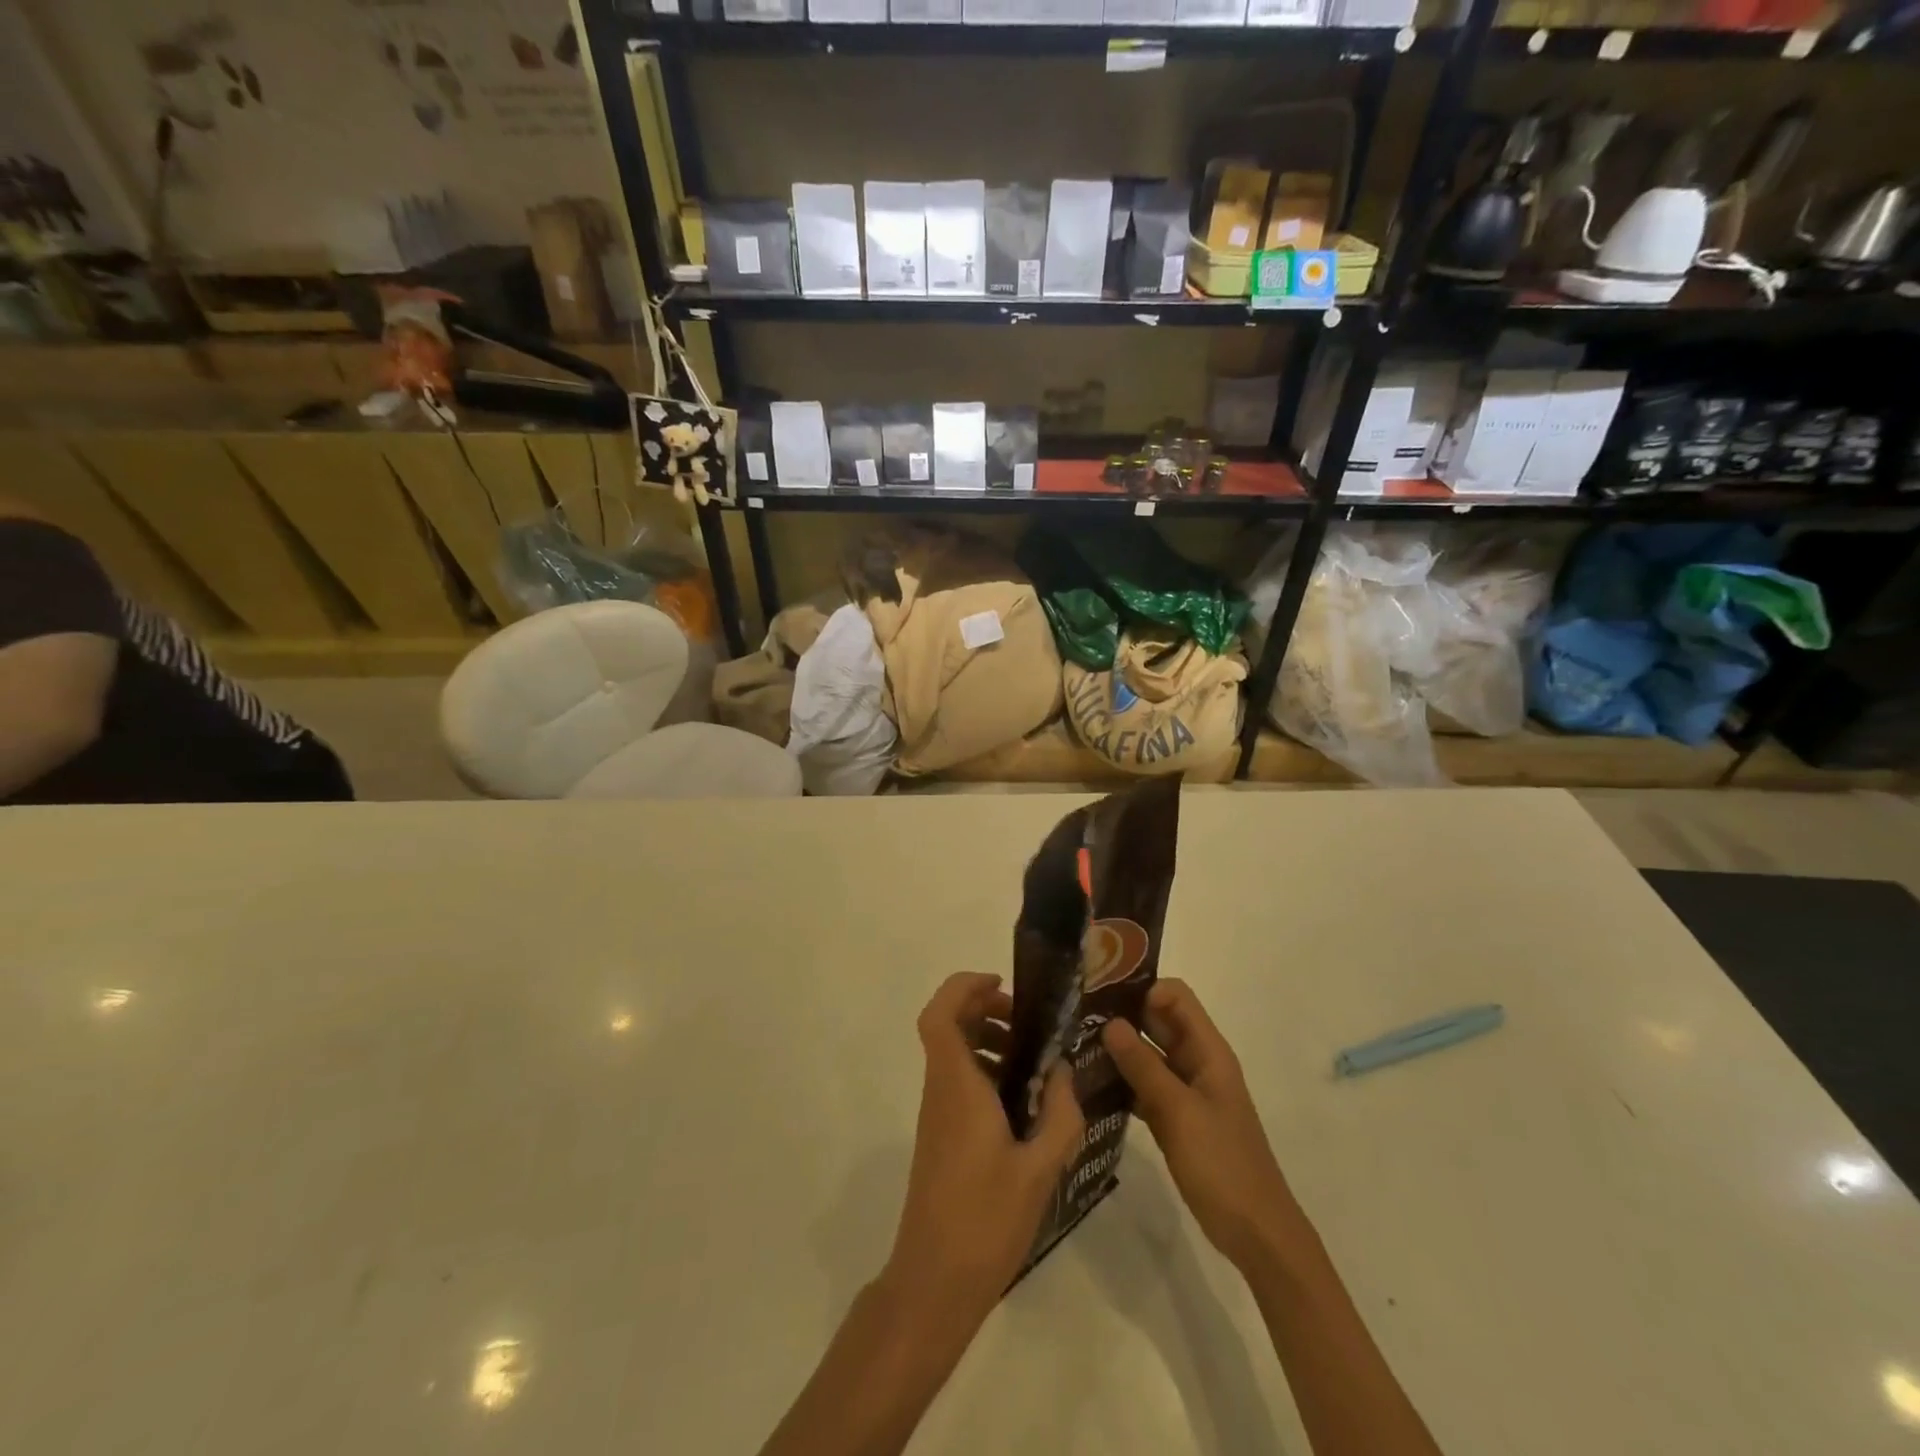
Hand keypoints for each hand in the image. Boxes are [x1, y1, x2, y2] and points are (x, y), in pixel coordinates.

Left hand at [884, 972, 1084, 1330]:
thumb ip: (1060, 1114)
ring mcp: (937, 1114)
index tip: (1001, 985)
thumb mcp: (1040, 1168)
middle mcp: (940, 1090)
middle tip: (1027, 1023)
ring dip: (986, 1039)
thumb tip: (1064, 1071)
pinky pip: (958, 1081)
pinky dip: (985, 1070)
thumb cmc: (986, 1220)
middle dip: (983, 1008)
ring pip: (952, 1053)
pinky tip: (1023, 1099)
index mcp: (957, 1086)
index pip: (939, 1014)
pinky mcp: (941, 1136)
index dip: (963, 987)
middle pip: (947, 1026)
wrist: (935, 1282)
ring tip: (1033, 1058)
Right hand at [1101, 979, 1300, 1271]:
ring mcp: (1187, 1091)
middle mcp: (1197, 1062)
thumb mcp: (1179, 1112)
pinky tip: (1090, 1085)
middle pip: (1158, 1021)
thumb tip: (1110, 1023)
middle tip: (1075, 1015)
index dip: (1141, 989)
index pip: (1174, 997)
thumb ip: (1144, 1066)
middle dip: (1122, 1015)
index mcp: (1208, 1051)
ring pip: (1148, 1054)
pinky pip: (1145, 1086)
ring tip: (1074, 1045)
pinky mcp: (1176, 1118)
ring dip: (1118, 1049)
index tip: (1101, 994)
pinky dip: (1123, 1082)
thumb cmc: (1223, 1165)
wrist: (1257, 1234)